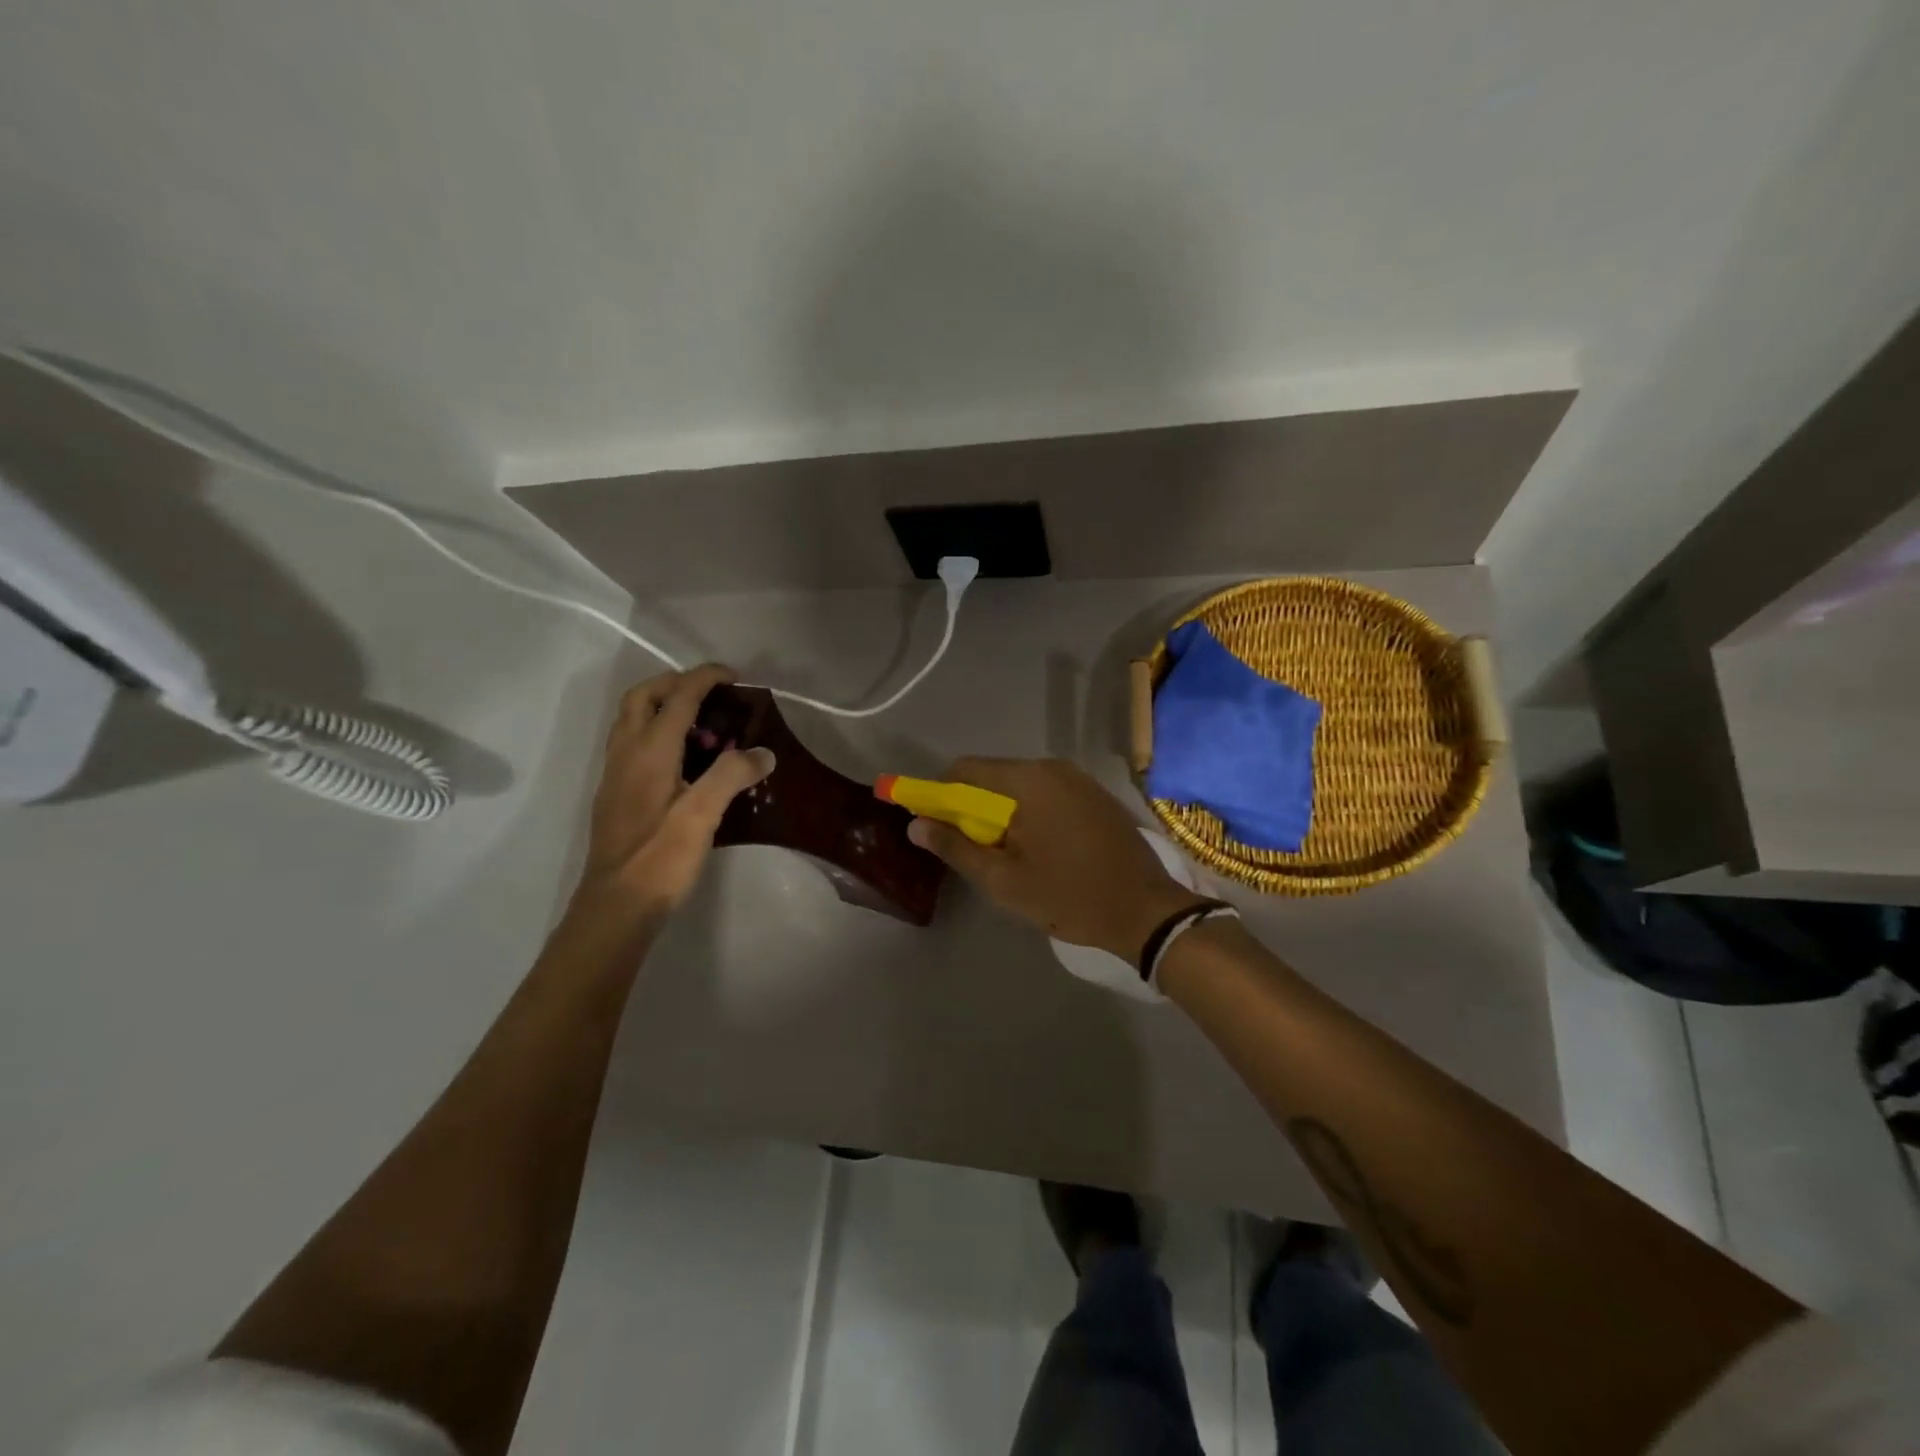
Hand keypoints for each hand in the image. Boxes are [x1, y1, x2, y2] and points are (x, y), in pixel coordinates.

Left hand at [574, 664, 774, 920]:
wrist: (616, 906)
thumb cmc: (660, 858)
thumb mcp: (703, 815)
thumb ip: (732, 776)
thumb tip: (763, 752)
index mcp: (649, 751)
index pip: (677, 697)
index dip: (705, 678)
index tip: (734, 677)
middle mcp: (626, 754)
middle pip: (642, 698)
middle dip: (675, 684)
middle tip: (710, 694)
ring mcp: (616, 775)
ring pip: (632, 720)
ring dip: (662, 707)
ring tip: (702, 724)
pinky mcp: (616, 795)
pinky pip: (633, 744)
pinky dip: (657, 733)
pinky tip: (684, 762)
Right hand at [908, 757, 1208, 960]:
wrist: (1147, 910)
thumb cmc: (1069, 896)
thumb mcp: (1003, 880)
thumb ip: (956, 848)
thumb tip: (916, 824)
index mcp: (1026, 781)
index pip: (963, 770)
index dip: (939, 794)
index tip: (934, 827)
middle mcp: (1051, 767)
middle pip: (991, 776)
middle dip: (971, 807)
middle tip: (971, 850)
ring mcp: (1077, 778)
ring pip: (1019, 785)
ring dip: (1001, 811)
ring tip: (1005, 854)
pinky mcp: (1094, 794)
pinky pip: (1046, 792)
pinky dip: (1029, 811)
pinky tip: (1038, 847)